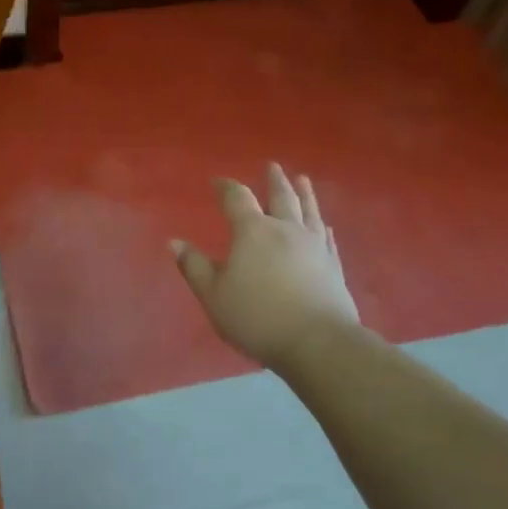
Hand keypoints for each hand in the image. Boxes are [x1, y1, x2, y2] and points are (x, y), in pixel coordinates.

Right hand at [171, 162, 358, 371]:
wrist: (317, 342)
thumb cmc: (257, 317)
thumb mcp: (214, 295)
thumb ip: (193, 266)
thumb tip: (174, 242)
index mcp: (253, 232)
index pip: (237, 199)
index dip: (226, 187)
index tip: (217, 181)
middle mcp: (285, 230)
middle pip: (281, 196)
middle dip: (273, 180)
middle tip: (272, 166)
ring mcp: (314, 246)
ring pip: (309, 211)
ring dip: (304, 193)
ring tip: (303, 179)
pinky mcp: (333, 265)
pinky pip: (327, 238)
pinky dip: (322, 226)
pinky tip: (324, 225)